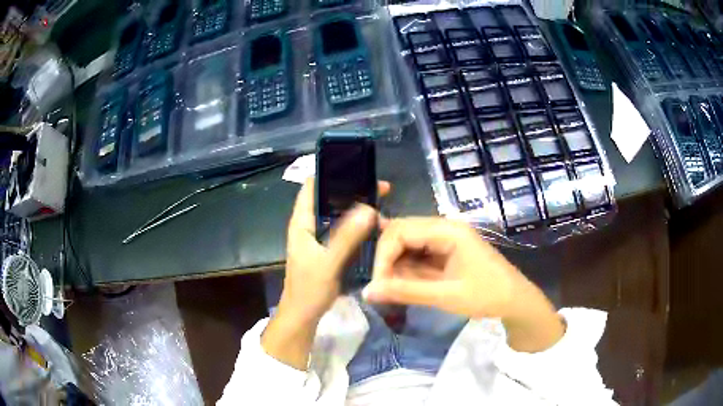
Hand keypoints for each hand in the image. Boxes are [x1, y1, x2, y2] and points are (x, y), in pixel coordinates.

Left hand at [262, 179, 388, 368]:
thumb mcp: (328, 262)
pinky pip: (343, 229)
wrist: (303, 315)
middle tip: (379, 187)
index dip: (330, 173)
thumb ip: (347, 236)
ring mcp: (318, 238)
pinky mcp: (327, 249)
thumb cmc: (309, 289)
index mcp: (301, 223)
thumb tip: (368, 208)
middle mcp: (309, 225)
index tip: (356, 168)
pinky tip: (374, 225)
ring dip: (356, 208)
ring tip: (381, 202)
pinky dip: (357, 224)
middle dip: (351, 190)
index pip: (311, 187)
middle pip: (329, 198)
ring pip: (338, 214)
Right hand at [364, 218, 564, 352]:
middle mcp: (444, 227)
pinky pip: (417, 255)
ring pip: (407, 245)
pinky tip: (405, 285)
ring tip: (394, 290)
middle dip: (387, 260)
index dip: (383, 256)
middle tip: (382, 288)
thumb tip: (367, 291)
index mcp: (447, 230)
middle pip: (401, 233)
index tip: (378, 284)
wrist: (515, 301)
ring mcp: (445, 238)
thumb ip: (405, 291)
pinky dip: (407, 270)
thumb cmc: (486, 296)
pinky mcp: (445, 251)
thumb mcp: (445, 296)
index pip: (400, 231)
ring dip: (396, 266)